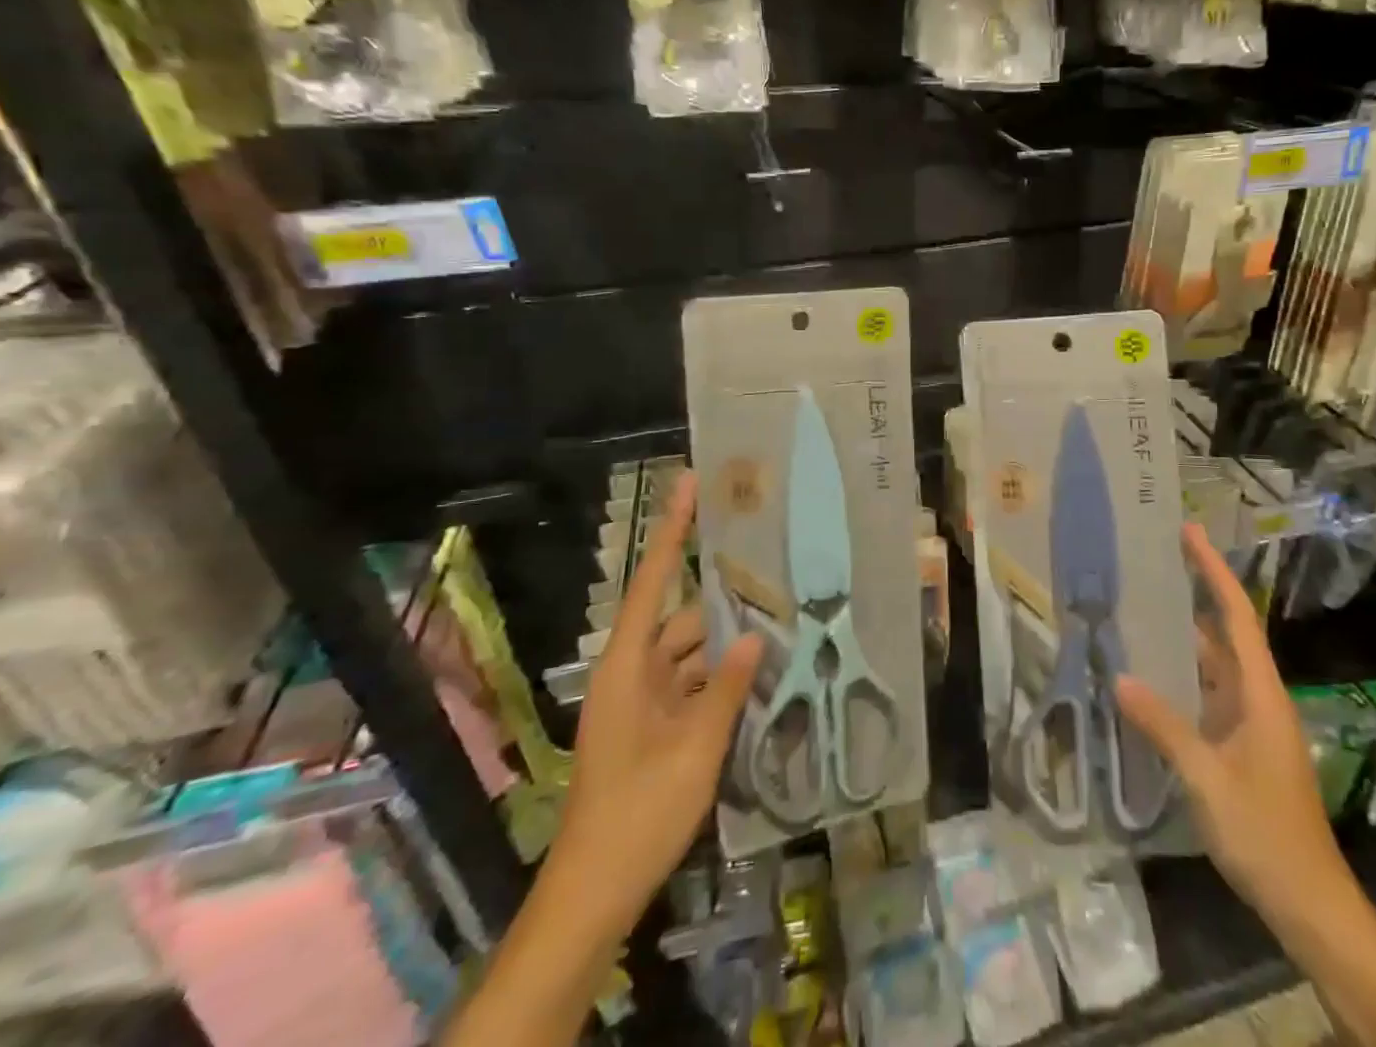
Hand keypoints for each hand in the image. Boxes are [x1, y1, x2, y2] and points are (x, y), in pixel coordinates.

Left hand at [558, 470, 761, 904]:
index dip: (671, 531)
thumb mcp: (694, 749)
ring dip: (728, 644)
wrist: (595, 890)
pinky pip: (693, 684)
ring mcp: (644, 701)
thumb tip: (756, 636)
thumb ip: (726, 688)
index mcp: (627, 665)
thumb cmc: (638, 811)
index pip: (652, 581)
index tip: (689, 484)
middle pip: (682, 618)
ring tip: (780, 621)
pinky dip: (722, 678)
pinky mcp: (655, 726)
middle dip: (725, 600)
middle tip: (773, 573)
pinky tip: (762, 673)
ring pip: (692, 653)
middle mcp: (633, 672)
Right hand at [1117, 524, 1349, 923]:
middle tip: (1149, 565)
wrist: (1310, 904)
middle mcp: (1258, 698)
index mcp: (1261, 693)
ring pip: (1213, 666)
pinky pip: (1207, 695)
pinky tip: (1148, 677)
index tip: (1190, 532)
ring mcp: (1250, 723)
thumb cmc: (1265, 833)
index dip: (1214, 571)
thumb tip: (1120, 678)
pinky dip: (1180, 678)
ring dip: (1182, 638)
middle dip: (1192, 595)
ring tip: (1138, 610)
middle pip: (1224, 633)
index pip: (1237, 616)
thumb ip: (1164, 726)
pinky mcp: (1240, 747)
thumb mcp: (1208, 779)